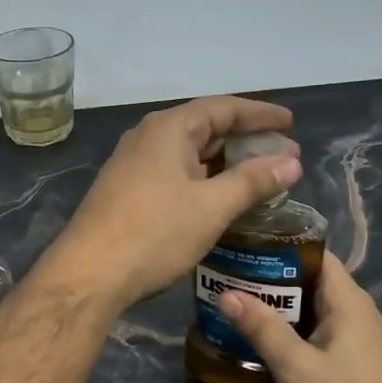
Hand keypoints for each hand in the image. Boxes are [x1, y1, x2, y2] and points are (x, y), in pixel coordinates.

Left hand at [45, 95, 301, 309]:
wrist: (89, 274)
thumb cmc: (154, 233)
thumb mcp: (211, 207)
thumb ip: (253, 181)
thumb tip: (292, 162)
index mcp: (168, 129)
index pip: (223, 108)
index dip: (260, 114)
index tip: (291, 124)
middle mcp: (148, 137)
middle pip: (205, 128)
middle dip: (246, 141)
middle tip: (284, 156)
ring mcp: (133, 165)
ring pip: (189, 154)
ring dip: (225, 163)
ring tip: (260, 177)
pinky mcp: (127, 191)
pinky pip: (174, 174)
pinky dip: (203, 179)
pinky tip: (220, 198)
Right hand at [219, 255, 381, 382]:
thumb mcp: (296, 367)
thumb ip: (262, 328)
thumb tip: (226, 293)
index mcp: (348, 302)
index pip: (314, 254)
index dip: (279, 245)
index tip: (241, 246)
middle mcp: (354, 311)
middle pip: (308, 279)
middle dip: (268, 276)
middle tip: (226, 275)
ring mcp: (354, 337)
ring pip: (309, 306)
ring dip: (275, 305)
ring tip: (233, 301)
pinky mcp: (349, 359)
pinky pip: (313, 329)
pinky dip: (288, 327)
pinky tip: (258, 337)